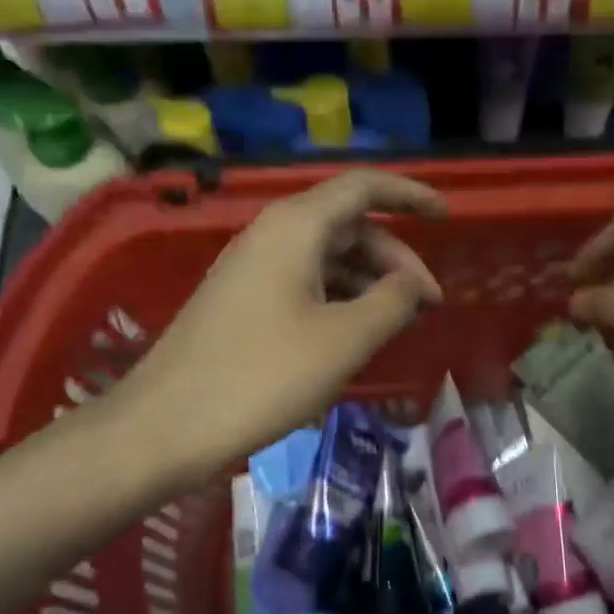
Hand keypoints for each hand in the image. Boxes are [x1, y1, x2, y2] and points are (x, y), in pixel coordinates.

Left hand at [118, 170, 445, 479]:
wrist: (166, 425)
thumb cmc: (262, 376)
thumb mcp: (343, 340)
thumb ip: (391, 303)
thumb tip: (413, 284)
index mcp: (296, 228)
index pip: (363, 187)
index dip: (410, 195)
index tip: (447, 216)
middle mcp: (272, 235)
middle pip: (349, 226)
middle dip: (396, 258)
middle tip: (429, 303)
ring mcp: (253, 269)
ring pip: (327, 258)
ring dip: (369, 282)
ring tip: (400, 322)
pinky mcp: (242, 301)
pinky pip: (305, 283)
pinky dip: (340, 299)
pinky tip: (356, 334)